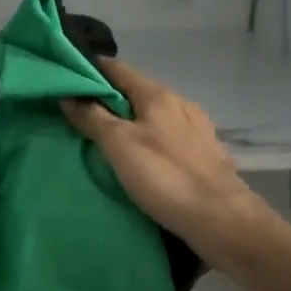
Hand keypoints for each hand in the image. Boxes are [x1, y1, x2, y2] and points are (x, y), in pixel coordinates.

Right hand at [61, 58, 257, 254]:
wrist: (224, 221)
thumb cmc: (166, 177)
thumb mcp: (120, 145)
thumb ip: (93, 118)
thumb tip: (68, 95)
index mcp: (158, 95)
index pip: (117, 68)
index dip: (90, 70)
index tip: (66, 80)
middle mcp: (179, 104)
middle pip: (135, 91)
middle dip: (107, 99)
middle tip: (77, 114)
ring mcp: (196, 129)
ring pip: (152, 115)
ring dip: (129, 121)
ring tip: (105, 138)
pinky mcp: (204, 154)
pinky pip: (167, 136)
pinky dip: (148, 139)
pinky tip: (141, 157)